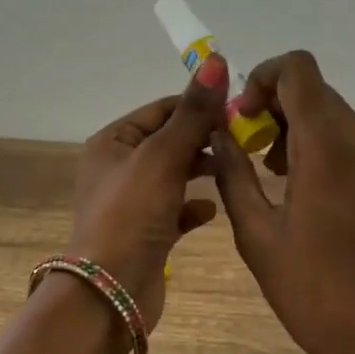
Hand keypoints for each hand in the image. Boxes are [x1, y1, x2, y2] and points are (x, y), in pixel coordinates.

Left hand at [66, 54, 227, 333]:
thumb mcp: (163, 156)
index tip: (238, 110)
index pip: (161, 109)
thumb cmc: (131, 214)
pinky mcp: (146, 233)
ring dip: (201, 171)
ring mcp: (132, 203)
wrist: (110, 293)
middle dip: (203, 139)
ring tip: (234, 169)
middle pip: (169, 141)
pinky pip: (175, 210)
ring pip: (174, 175)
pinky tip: (213, 210)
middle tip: (244, 140)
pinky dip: (194, 207)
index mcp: (113, 142)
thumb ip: (192, 112)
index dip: (198, 106)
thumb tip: (215, 60)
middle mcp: (118, 168)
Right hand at [210, 50, 354, 353]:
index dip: (262, 77)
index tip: (242, 119)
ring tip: (265, 169)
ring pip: (330, 111)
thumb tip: (219, 134)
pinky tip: (293, 184)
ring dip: (293, 124)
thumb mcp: (257, 235)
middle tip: (245, 146)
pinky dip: (314, 143)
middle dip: (273, 102)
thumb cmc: (311, 290)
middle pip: (313, 88)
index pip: (298, 69)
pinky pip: (345, 138)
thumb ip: (233, 175)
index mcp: (326, 148)